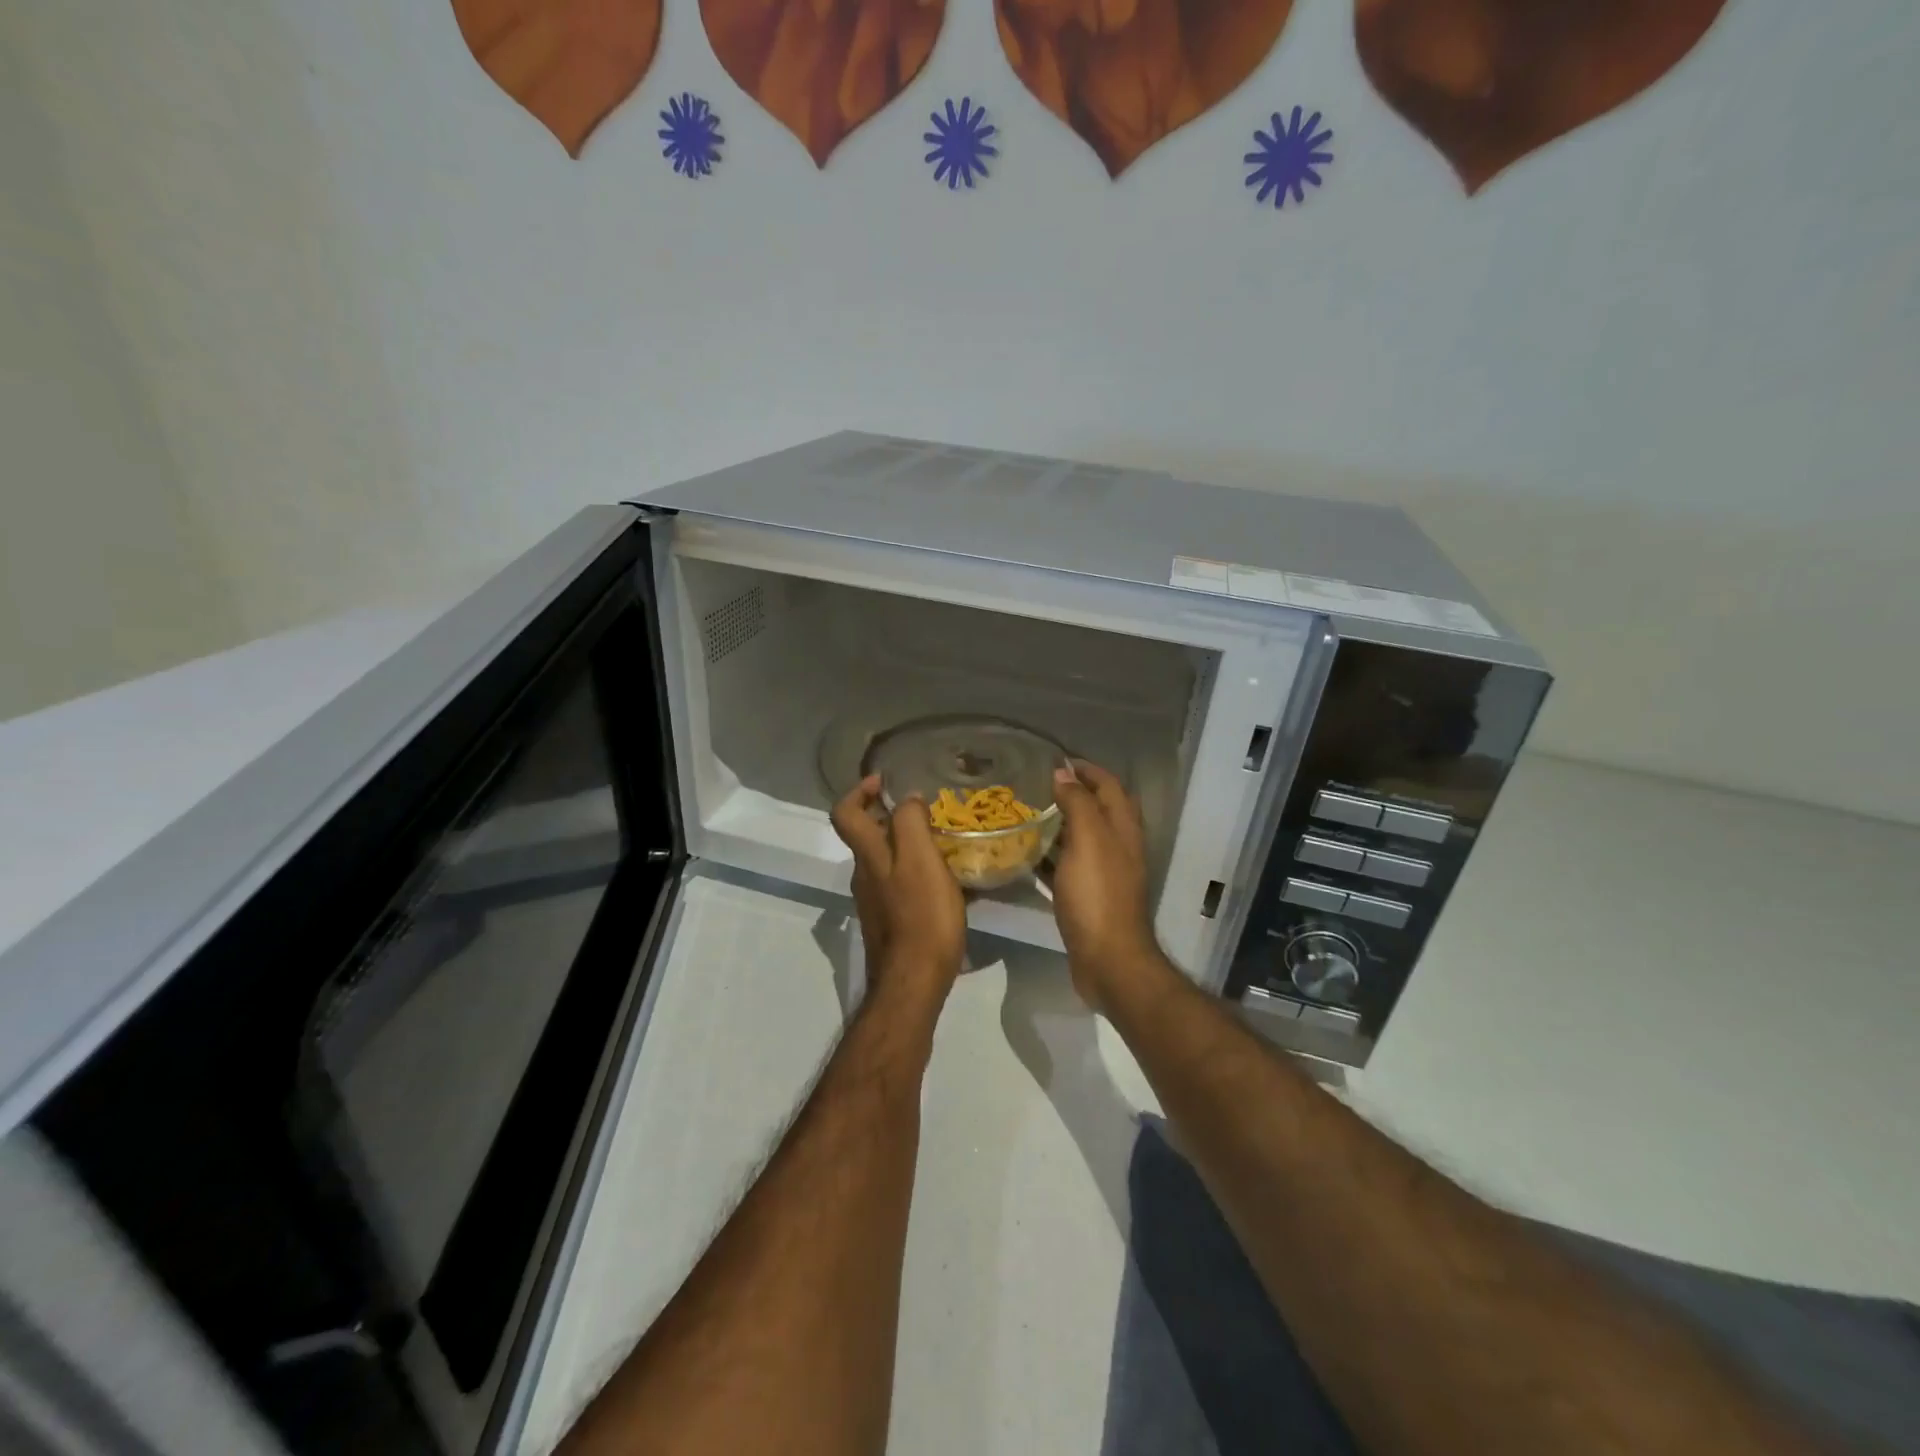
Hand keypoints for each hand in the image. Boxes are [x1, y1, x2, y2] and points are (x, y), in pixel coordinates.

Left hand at [831, 775, 966, 1005]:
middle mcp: (864, 876)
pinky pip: (896, 885)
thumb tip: (906, 798)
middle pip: (865, 836)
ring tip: (940, 845)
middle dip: (888, 817)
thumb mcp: (922, 860)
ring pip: (882, 861)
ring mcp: (873, 902)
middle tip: (924, 813)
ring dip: (904, 846)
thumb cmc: (922, 917)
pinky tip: (941, 883)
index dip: (858, 791)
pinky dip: (913, 873)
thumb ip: (911, 823)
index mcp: (869, 856)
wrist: (913, 982)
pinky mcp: (888, 923)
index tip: (883, 783)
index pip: (845, 813)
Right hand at [1050, 761, 1164, 1014]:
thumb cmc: (1098, 895)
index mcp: (1123, 829)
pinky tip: (1027, 857)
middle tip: (1039, 787)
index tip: (1055, 761)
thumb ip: (1078, 803)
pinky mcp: (1090, 897)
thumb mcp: (1088, 840)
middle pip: (1099, 810)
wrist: (1108, 959)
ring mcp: (1105, 874)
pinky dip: (1051, 856)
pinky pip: (1069, 867)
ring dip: (1060, 824)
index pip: (1109, 785)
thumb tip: (1064, 772)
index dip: (1087, 769)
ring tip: (1027, 816)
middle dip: (1074, 793)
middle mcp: (1119, 847)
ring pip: (1083, 838)